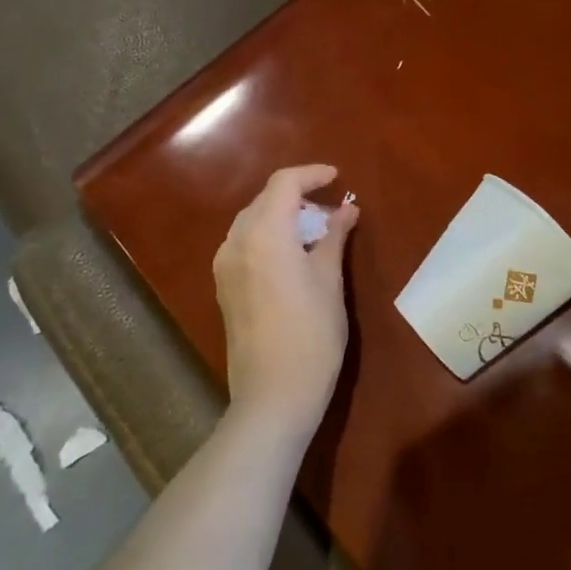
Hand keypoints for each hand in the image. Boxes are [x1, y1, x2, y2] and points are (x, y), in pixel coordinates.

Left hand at [213, 165, 360, 439]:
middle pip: (264, 200)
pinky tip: (293, 256)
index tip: (338, 179)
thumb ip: (334, 236)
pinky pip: (245, 244)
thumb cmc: (312, 333)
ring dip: (282, 216)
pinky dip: (269, 237)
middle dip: (298, 196)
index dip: (312, 175)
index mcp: (264, 233)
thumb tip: (346, 209)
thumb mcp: (330, 280)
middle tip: (332, 209)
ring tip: (315, 232)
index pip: (283, 184)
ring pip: (252, 221)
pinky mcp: (224, 287)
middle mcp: (236, 242)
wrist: (274, 394)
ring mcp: (225, 266)